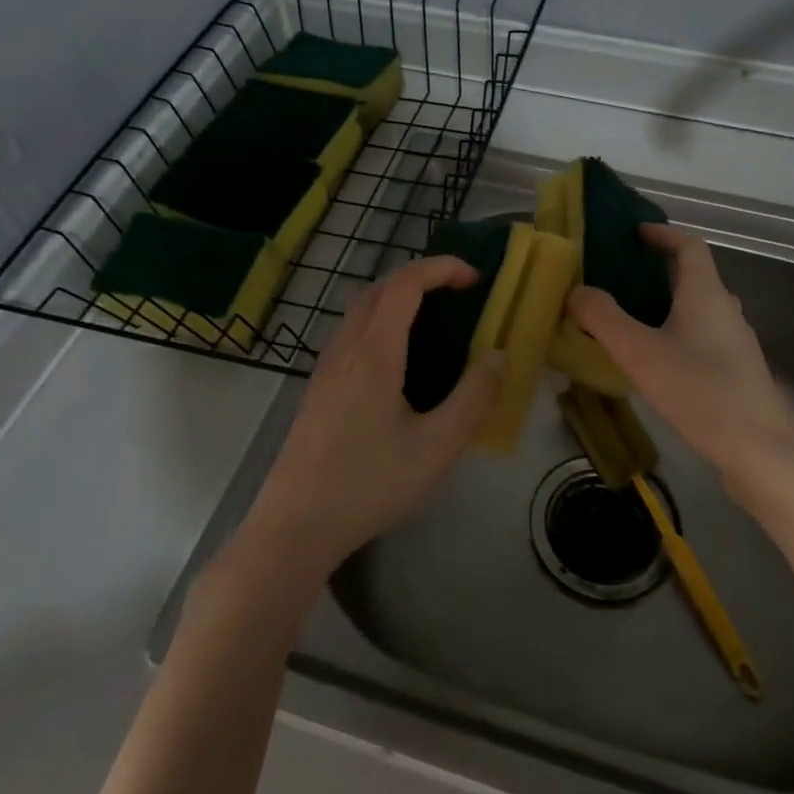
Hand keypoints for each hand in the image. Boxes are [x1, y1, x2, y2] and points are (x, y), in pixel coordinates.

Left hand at [243, 255, 502, 578]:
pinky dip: (379, 323)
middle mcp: (345, 348)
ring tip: (433, 324)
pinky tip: (397, 363)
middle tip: (458, 296)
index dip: (441, 268)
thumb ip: (473, 398)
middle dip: (421, 278)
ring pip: (360, 310)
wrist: (296, 524)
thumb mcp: (437, 447)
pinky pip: (350, 334)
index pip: (405, 283)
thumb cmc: (370, 484)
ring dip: (397, 300)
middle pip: (379, 288)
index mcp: (374, 352)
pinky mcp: (317, 388)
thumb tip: (497, 355)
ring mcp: (325, 368)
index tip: (475, 279)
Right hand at [569, 224, 793, 495]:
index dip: (663, 234)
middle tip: (620, 278)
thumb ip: (603, 319)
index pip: (689, 246)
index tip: (635, 233)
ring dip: (667, 304)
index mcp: (706, 294)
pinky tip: (657, 361)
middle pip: (695, 276)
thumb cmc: (700, 392)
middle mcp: (726, 310)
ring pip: (698, 310)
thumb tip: (576, 291)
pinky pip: (703, 337)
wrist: (761, 451)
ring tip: (631, 319)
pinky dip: (677, 333)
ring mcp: (736, 343)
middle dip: (659, 271)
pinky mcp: (738, 372)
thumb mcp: (640, 353)